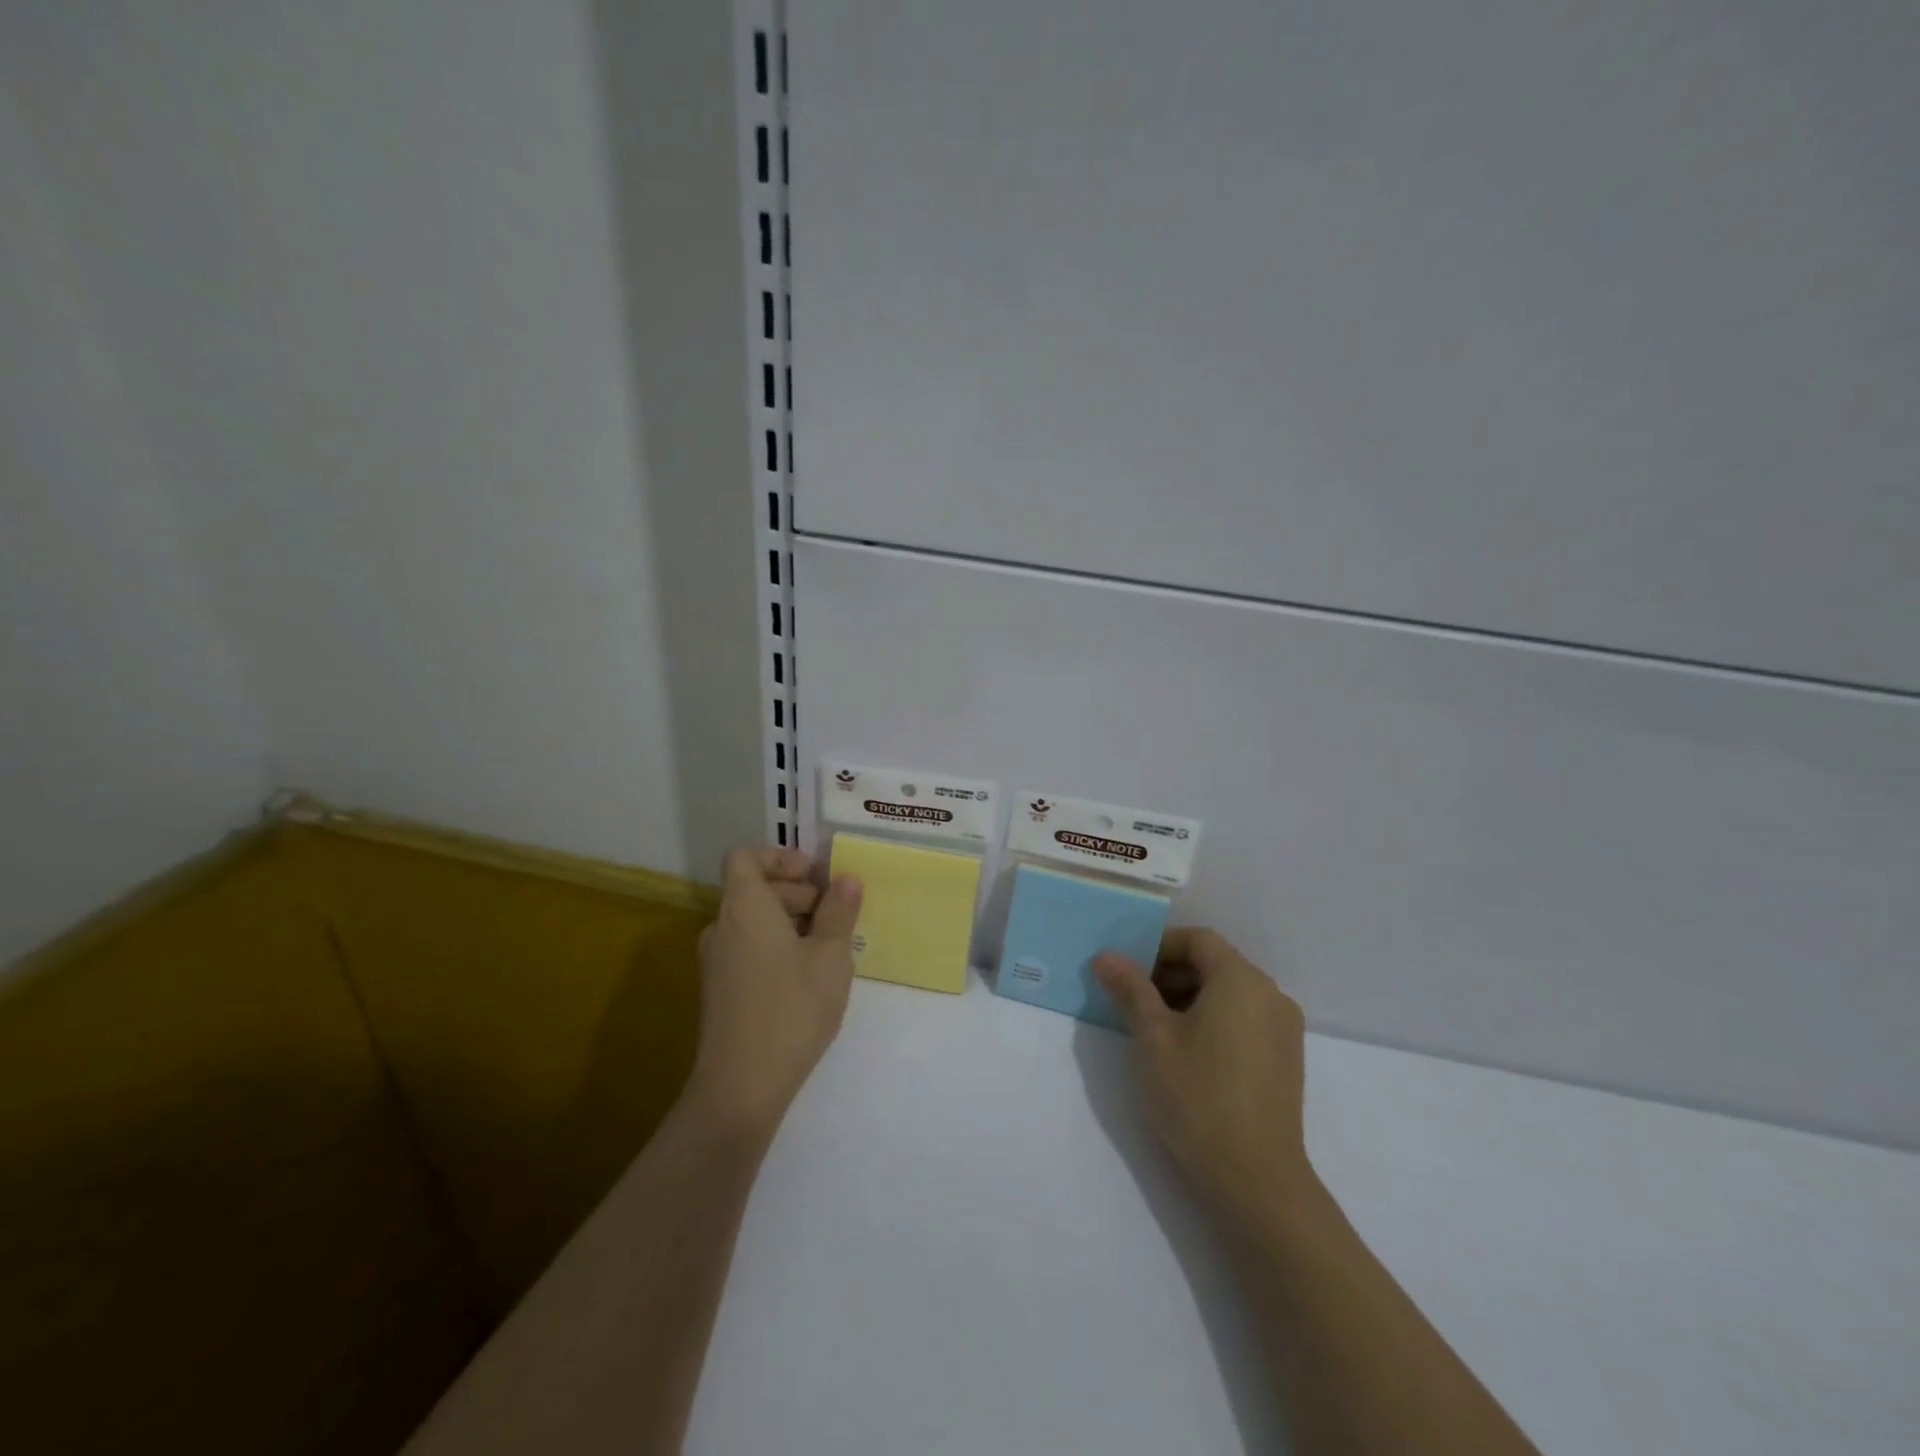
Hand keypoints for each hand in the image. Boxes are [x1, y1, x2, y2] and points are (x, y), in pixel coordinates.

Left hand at [685, 847, 863, 1138]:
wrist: (740, 1087)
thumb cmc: (791, 1009)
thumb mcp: (830, 956)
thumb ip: (839, 911)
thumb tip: (847, 879)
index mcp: (744, 907)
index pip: (745, 857)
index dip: (780, 857)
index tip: (815, 876)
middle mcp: (722, 927)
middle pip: (754, 888)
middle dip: (797, 892)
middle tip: (835, 915)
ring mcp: (717, 961)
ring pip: (754, 921)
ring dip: (791, 921)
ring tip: (829, 949)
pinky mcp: (720, 990)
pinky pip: (749, 948)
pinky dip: (777, 947)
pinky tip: (808, 978)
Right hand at [1094, 929, 1314, 1220]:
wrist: (1256, 1179)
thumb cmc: (1198, 1096)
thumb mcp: (1153, 1037)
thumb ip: (1131, 989)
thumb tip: (1107, 956)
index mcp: (1242, 980)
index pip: (1198, 940)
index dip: (1159, 945)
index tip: (1126, 966)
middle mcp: (1270, 995)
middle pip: (1215, 964)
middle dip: (1170, 972)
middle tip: (1130, 995)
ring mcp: (1283, 1029)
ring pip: (1229, 993)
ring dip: (1189, 996)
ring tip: (1151, 1025)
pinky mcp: (1285, 1059)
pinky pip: (1244, 1018)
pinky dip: (1212, 1019)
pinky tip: (1185, 1049)